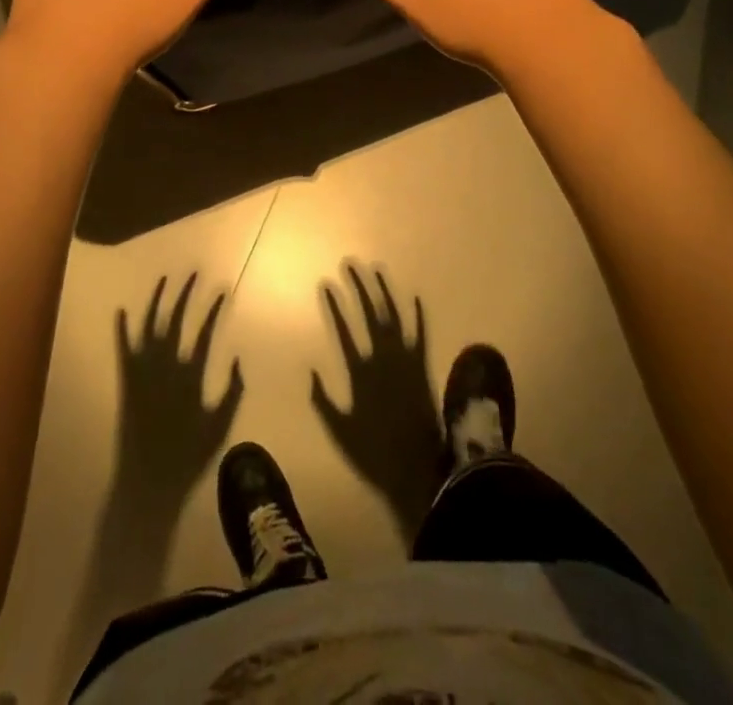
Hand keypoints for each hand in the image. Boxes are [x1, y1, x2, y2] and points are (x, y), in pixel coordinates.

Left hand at [113, 274, 243, 511]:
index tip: (222, 291)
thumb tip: (238, 358)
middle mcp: (166, 365)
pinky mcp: (126, 382)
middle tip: (194, 274)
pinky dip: (121, 329)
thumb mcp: (221, 425)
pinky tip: (120, 310)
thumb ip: (233, 391)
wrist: (148, 482)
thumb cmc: (189, 456)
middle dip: (185, 294)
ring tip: (164, 279)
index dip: (214, 309)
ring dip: (156, 301)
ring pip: (149, 327)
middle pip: (176, 320)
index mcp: (191, 375)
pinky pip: (122, 350)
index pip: (205, 331)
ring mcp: (143, 372)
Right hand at [311, 264, 446, 546]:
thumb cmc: (374, 453)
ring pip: (394, 316)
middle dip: (359, 286)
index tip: (326, 283)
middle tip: (350, 264)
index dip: (334, 305)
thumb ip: (322, 400)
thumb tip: (309, 369)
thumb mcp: (339, 431)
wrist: (419, 469)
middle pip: (370, 313)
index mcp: (360, 371)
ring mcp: (406, 360)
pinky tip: (415, 297)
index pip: (343, 329)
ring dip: (385, 291)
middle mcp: (383, 358)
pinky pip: (421, 334)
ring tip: (376, 269)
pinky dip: (418, 315)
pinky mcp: (423, 367)